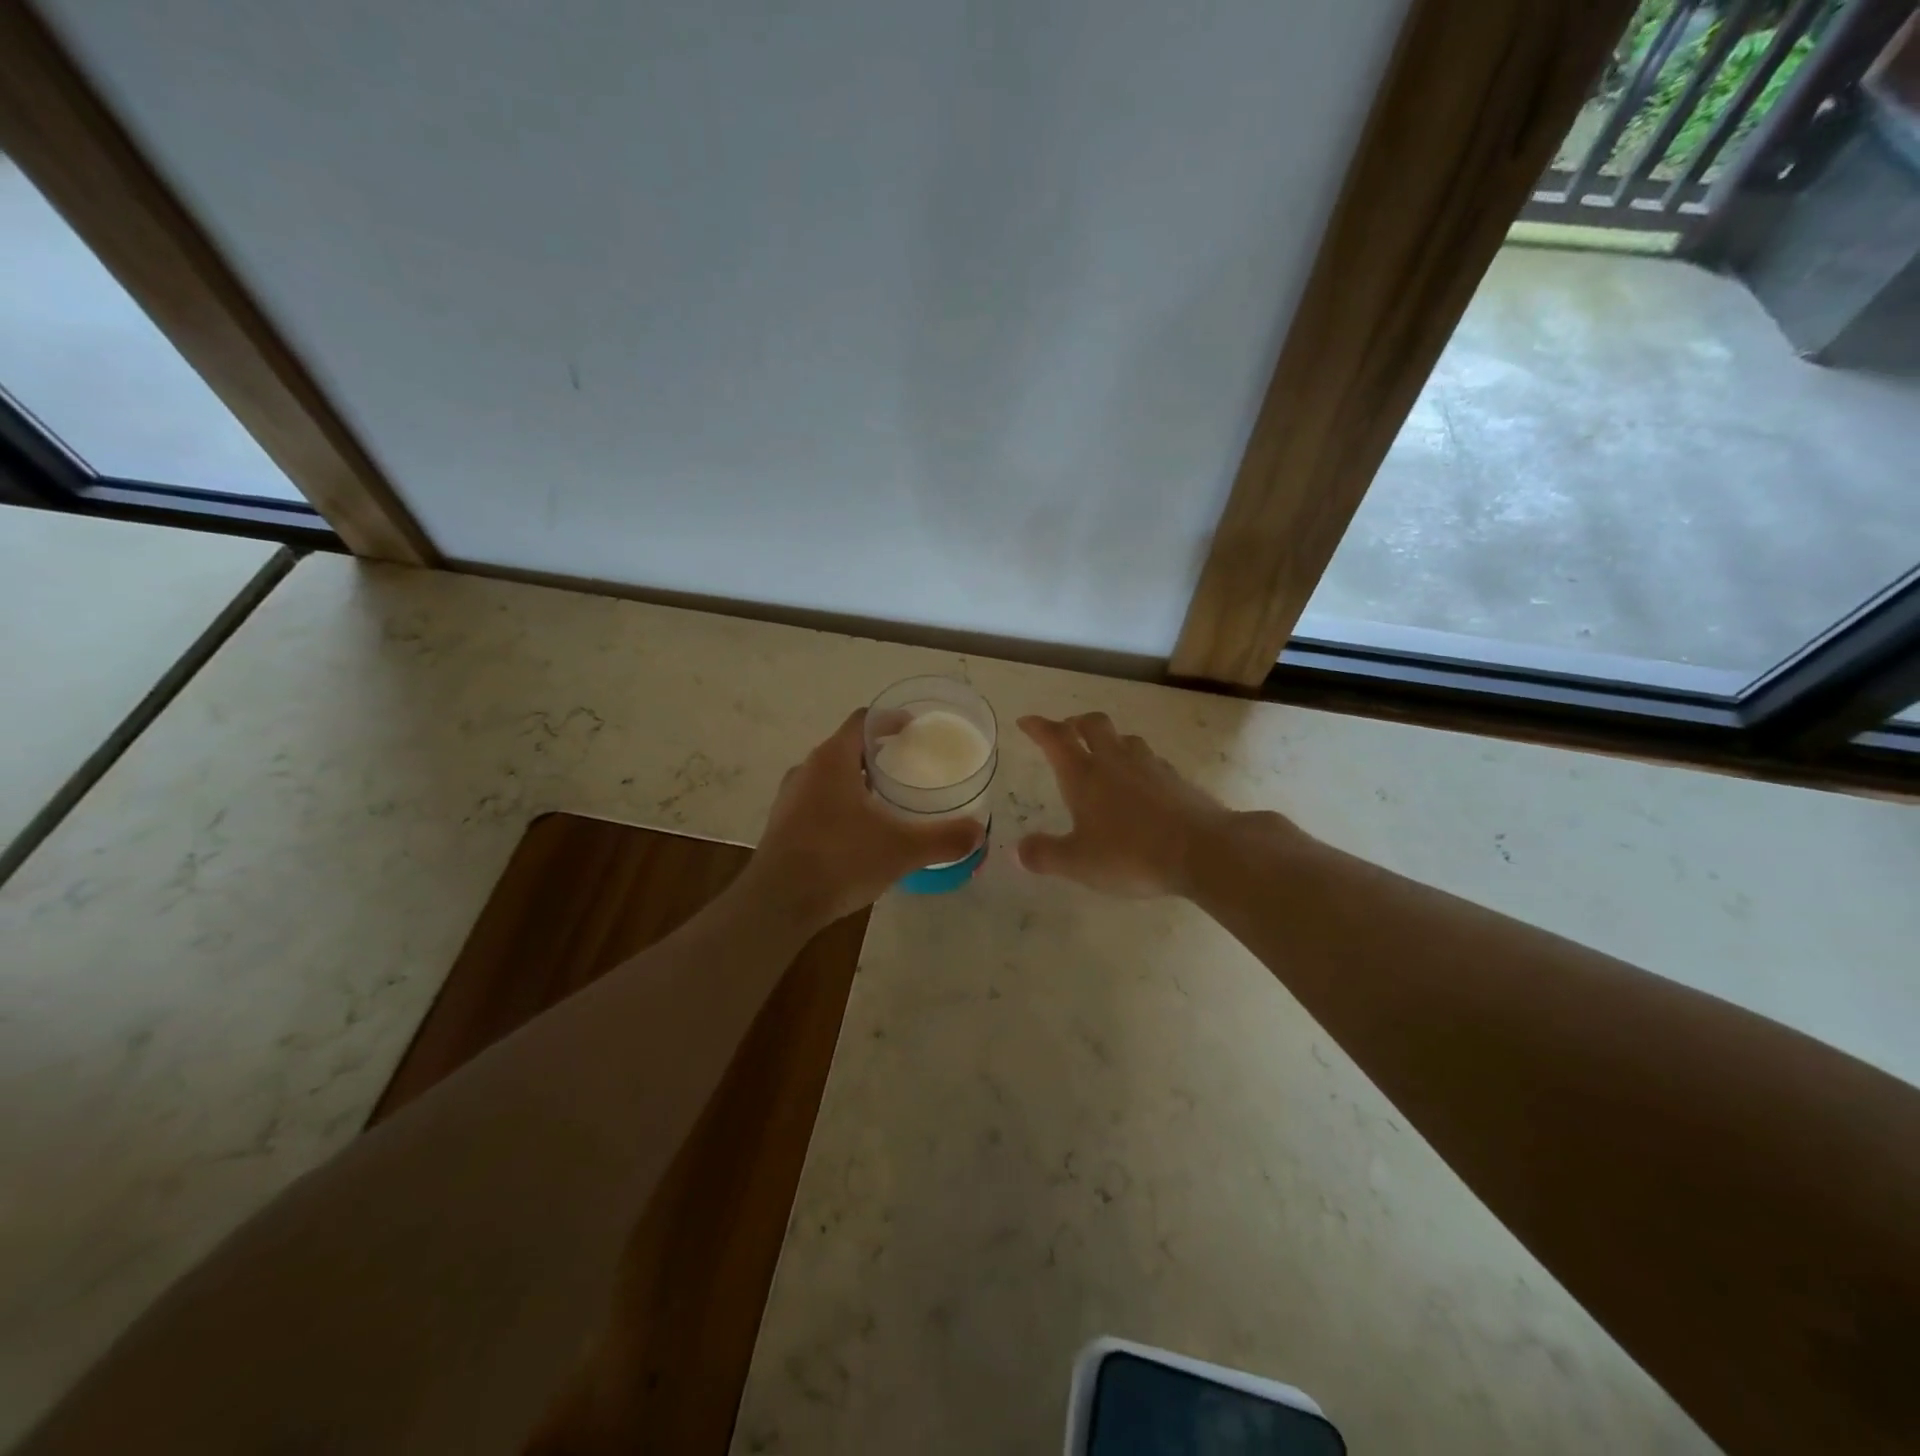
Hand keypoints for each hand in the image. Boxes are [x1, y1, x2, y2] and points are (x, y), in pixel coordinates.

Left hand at [746, 709, 985, 930]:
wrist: (777, 903)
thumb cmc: (839, 861)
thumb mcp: (900, 850)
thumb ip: (942, 839)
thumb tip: (979, 832)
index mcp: (832, 760)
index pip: (863, 721)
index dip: (890, 720)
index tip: (914, 728)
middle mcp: (807, 770)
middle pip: (846, 747)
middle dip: (877, 753)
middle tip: (908, 765)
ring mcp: (790, 798)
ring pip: (829, 776)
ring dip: (857, 780)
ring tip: (887, 799)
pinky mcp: (782, 825)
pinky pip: (817, 801)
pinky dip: (841, 804)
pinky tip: (859, 831)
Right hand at [1016, 713, 1241, 898]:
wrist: (1202, 850)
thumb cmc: (1130, 855)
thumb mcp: (1078, 863)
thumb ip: (1045, 855)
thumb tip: (1018, 851)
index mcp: (1084, 775)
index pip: (1055, 738)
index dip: (1038, 726)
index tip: (1025, 721)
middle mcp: (1114, 760)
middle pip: (1092, 724)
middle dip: (1075, 723)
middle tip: (1066, 732)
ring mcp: (1149, 765)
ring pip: (1125, 738)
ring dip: (1109, 739)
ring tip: (1104, 755)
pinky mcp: (1176, 778)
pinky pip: (1150, 759)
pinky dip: (1137, 762)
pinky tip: (1140, 782)